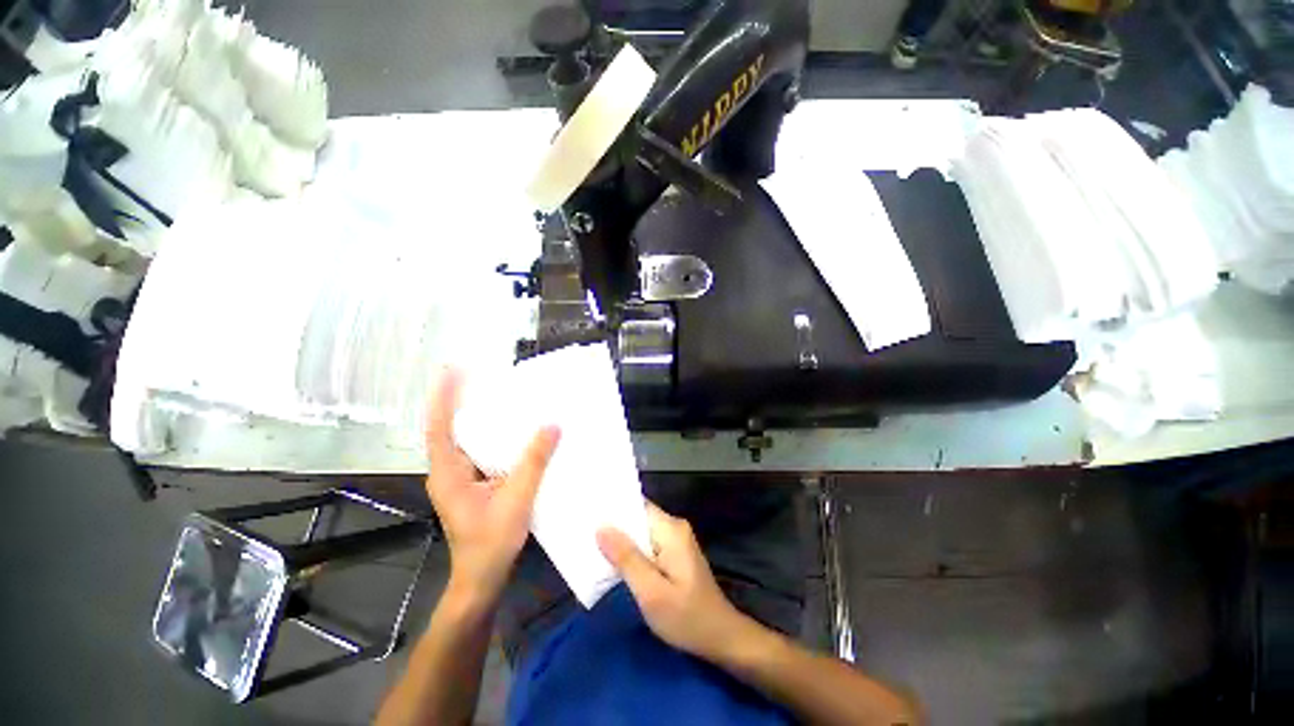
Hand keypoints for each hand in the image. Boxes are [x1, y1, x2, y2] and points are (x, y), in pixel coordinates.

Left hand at [425, 369, 559, 603]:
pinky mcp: (473, 486)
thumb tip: (552, 425)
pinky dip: (491, 437)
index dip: (445, 398)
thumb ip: (533, 462)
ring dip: (477, 418)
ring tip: (498, 396)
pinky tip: (512, 431)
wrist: (481, 580)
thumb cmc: (491, 544)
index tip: (453, 371)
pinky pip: (480, 453)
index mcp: (448, 474)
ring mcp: (460, 480)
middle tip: (482, 376)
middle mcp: (449, 472)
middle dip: (461, 401)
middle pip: (451, 429)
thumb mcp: (516, 501)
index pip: (440, 428)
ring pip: (466, 441)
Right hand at [597, 502, 754, 660]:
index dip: (613, 507)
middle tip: (582, 529)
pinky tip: (613, 561)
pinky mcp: (674, 554)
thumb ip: (626, 558)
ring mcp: (675, 540)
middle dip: (613, 525)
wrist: (720, 638)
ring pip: (641, 532)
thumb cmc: (686, 617)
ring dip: (620, 540)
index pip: (637, 505)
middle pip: (638, 517)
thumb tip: (601, 527)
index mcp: (671, 529)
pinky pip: (647, 544)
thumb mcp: (651, 592)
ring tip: (590, 544)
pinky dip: (631, 551)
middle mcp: (674, 527)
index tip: (587, 509)